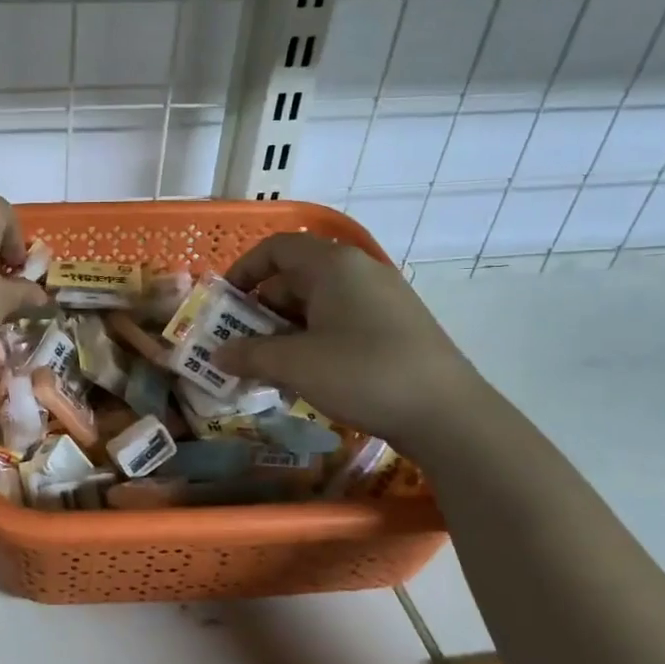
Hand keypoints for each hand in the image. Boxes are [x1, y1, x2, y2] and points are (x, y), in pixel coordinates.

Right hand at [214, 233, 489, 442]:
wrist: (446, 414)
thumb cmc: (361, 373)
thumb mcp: (294, 365)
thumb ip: (249, 354)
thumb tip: (218, 354)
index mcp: (333, 265)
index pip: (276, 249)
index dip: (244, 271)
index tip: (223, 304)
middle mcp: (358, 271)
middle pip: (294, 278)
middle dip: (260, 312)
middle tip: (240, 347)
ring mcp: (380, 299)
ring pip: (316, 305)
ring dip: (284, 333)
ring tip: (267, 370)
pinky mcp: (394, 327)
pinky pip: (340, 323)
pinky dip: (313, 342)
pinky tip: (305, 377)